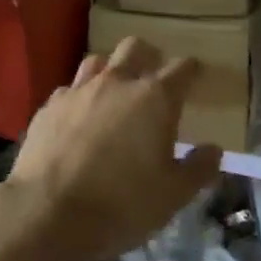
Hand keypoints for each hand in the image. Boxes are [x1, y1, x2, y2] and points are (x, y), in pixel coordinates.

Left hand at [4, 37, 221, 260]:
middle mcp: (116, 83)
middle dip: (149, 56)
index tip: (196, 76)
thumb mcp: (172, 196)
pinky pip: (69, 89)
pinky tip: (79, 118)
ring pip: (99, 61)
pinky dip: (80, 98)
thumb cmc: (120, 205)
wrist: (46, 213)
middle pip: (135, 47)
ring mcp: (78, 91)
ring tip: (115, 94)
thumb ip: (198, 169)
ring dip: (111, 71)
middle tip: (154, 77)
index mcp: (154, 99)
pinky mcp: (48, 106)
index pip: (182, 68)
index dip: (192, 70)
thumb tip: (214, 150)